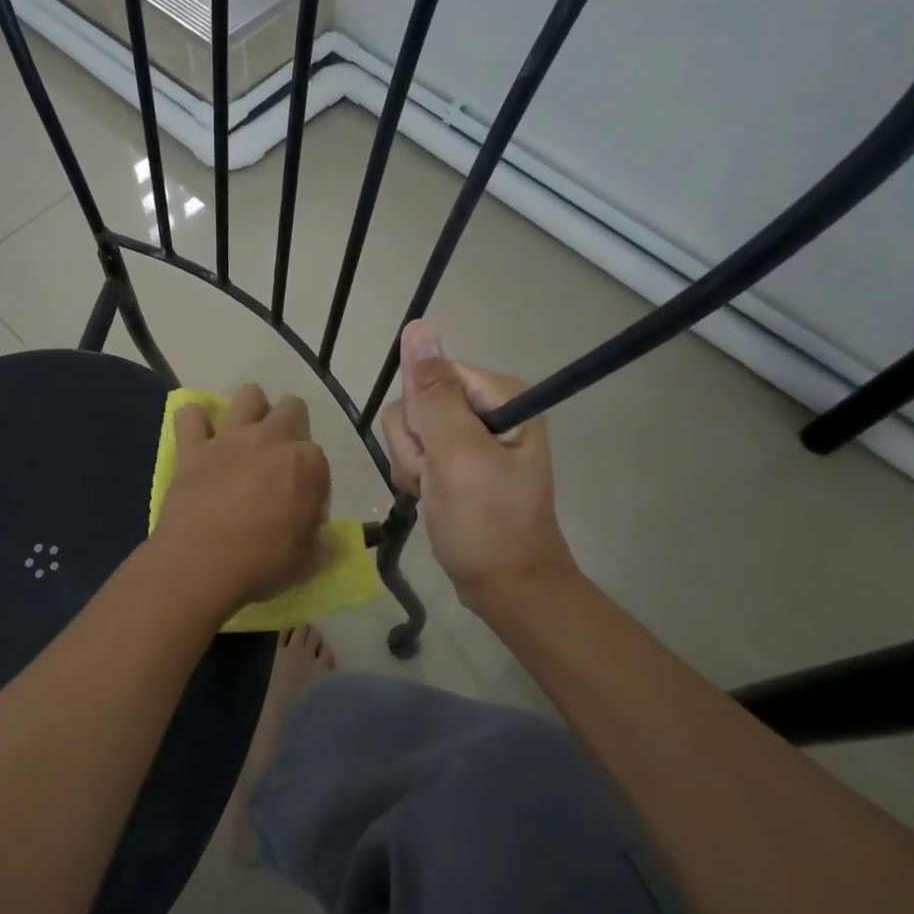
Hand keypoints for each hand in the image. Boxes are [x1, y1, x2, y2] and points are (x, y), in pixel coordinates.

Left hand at [151, 384, 331, 619]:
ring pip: (249, 395)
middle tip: (279, 458)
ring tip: (246, 435)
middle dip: (290, 424)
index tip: (301, 506)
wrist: (201, 563)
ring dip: (251, 409)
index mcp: (308, 463)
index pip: (319, 459)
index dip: (312, 482)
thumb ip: (318, 542)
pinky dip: (194, 421)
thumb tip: (322, 538)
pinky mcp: (194, 447)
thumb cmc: (262, 563)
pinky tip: (197, 436)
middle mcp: (272, 439)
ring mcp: (231, 438)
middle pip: (291, 409)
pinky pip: (189, 416)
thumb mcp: (307, 561)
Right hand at [379, 321, 574, 617]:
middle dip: (415, 445)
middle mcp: (487, 407)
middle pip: (416, 402)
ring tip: (435, 493)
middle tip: (437, 479)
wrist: (505, 586)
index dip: (421, 417)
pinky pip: (414, 449)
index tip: (436, 455)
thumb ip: (432, 392)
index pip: (431, 376)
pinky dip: (414, 476)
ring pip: (408, 427)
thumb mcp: (456, 454)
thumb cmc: (486, 522)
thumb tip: (417, 326)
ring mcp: (471, 434)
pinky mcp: (457, 458)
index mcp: (501, 395)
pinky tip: (430, 497)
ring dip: (412, 464)